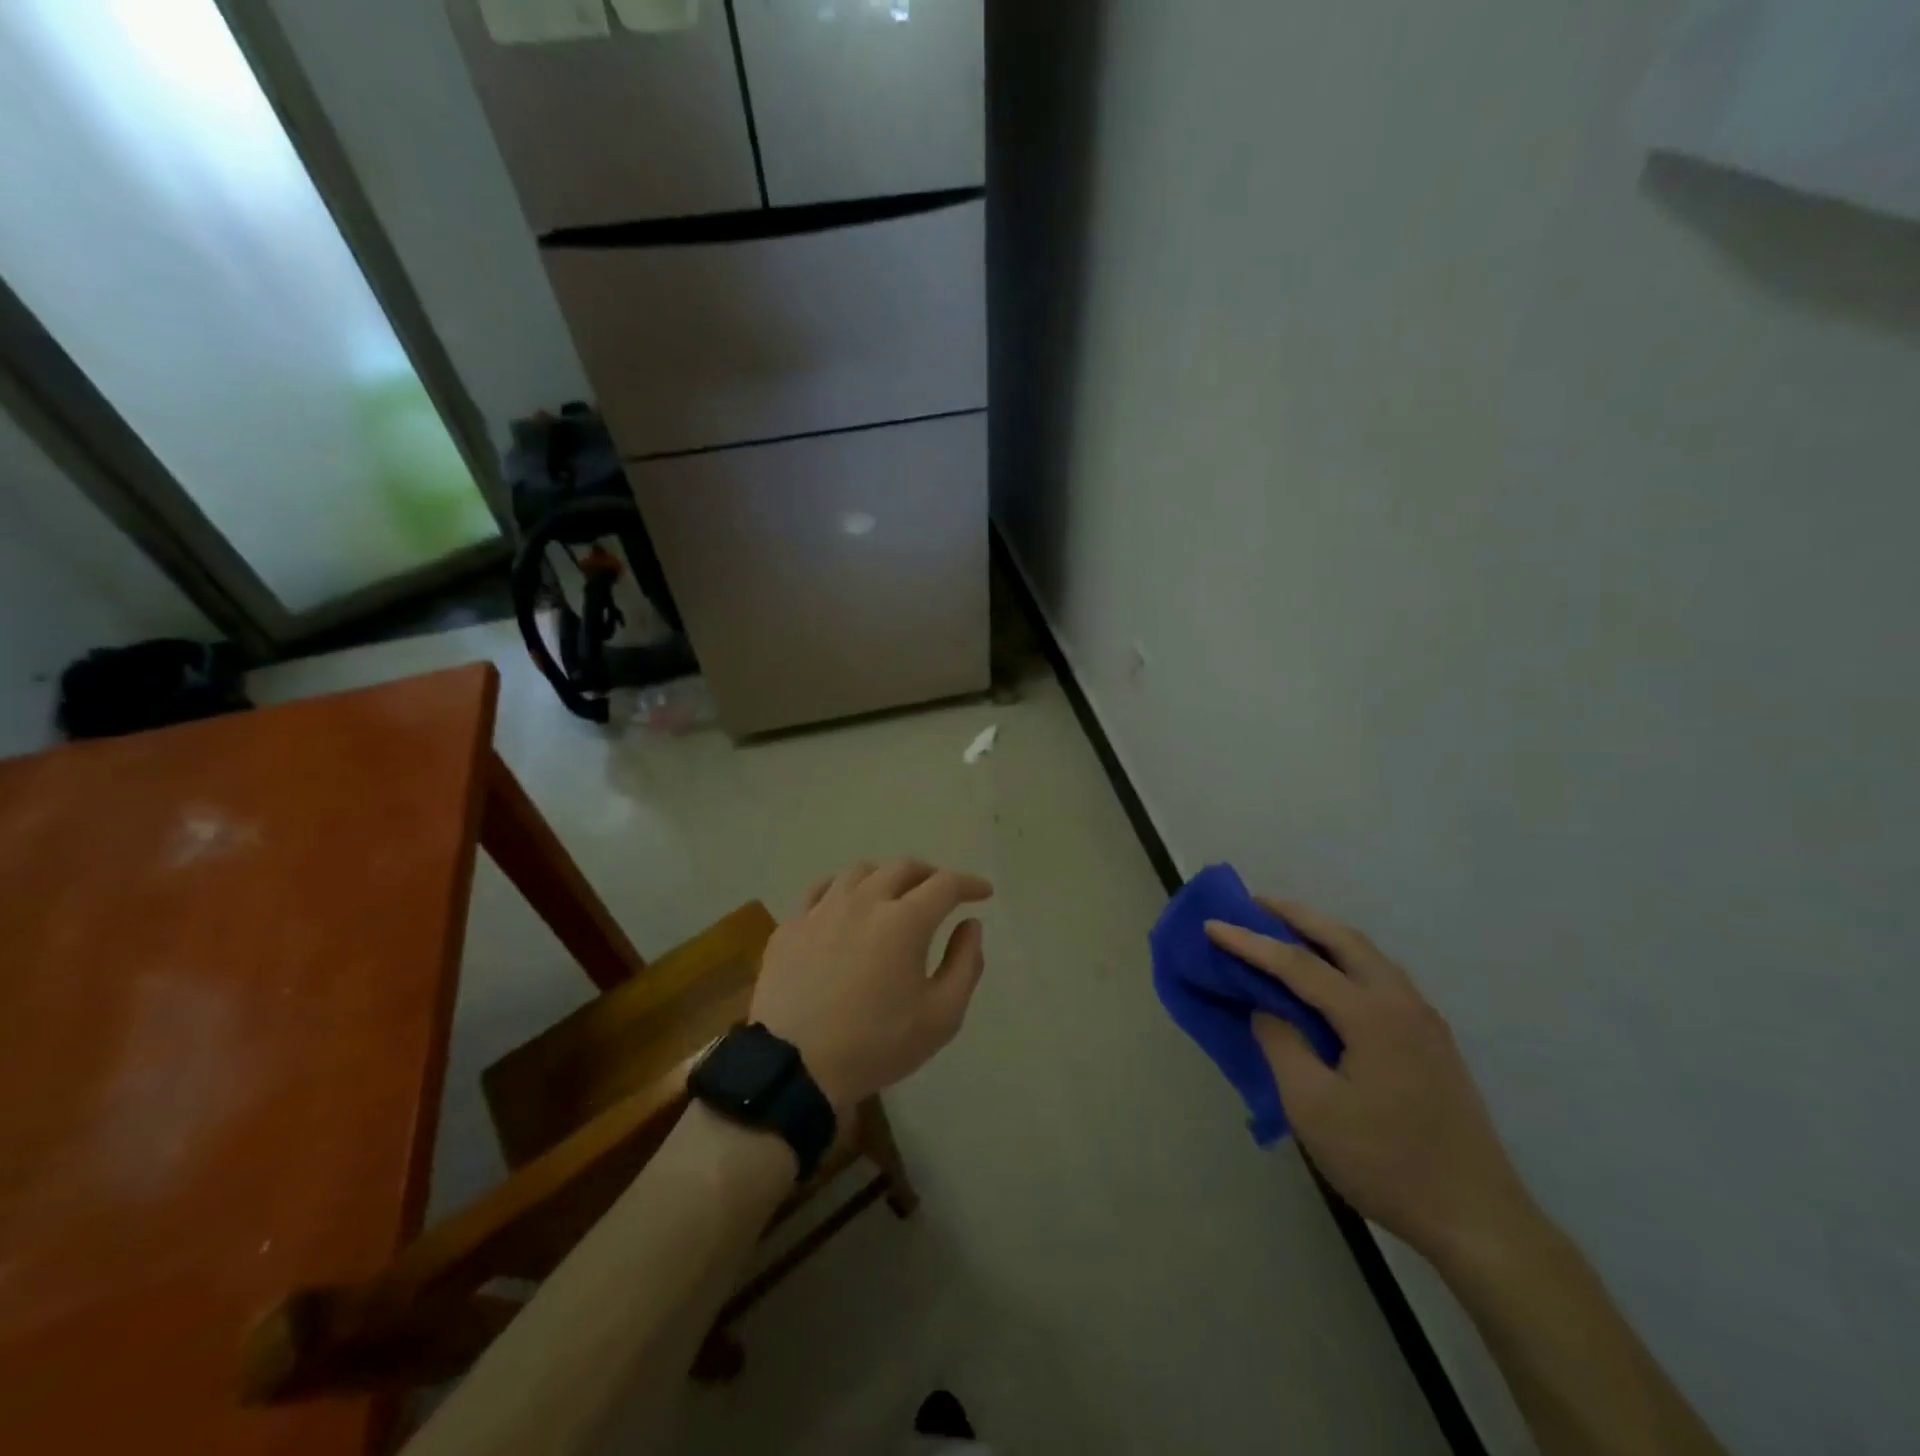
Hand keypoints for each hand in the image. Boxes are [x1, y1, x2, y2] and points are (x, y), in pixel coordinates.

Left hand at [750, 860, 993, 1112]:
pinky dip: (844, 888)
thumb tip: (970, 925)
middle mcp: (864, 901)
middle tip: (942, 892)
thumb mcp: (941, 1017)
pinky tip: (846, 902)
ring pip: (860, 871)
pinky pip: (821, 889)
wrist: (794, 1067)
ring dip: (886, 876)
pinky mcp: (791, 925)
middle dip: (930, 875)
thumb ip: (965, 964)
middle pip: (903, 868)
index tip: (983, 892)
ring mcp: (822, 909)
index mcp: (905, 920)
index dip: (969, 884)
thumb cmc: (876, 1045)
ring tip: (894, 893)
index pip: (945, 884)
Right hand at [1205, 900, 1536, 1266]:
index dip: (1251, 943)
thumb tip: (1266, 1010)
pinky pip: (1381, 978)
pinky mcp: (1432, 1041)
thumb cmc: (1385, 1162)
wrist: (1478, 1220)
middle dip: (1296, 916)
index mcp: (1371, 1015)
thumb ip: (1281, 1045)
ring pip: (1368, 955)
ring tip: (1286, 932)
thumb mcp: (1312, 1108)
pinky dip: (1346, 960)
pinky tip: (1330, 977)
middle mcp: (1401, 1003)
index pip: (1298, 964)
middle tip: (1255, 904)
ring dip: (1324, 935)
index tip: (1211, 925)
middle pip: (1343, 939)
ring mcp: (1424, 1021)